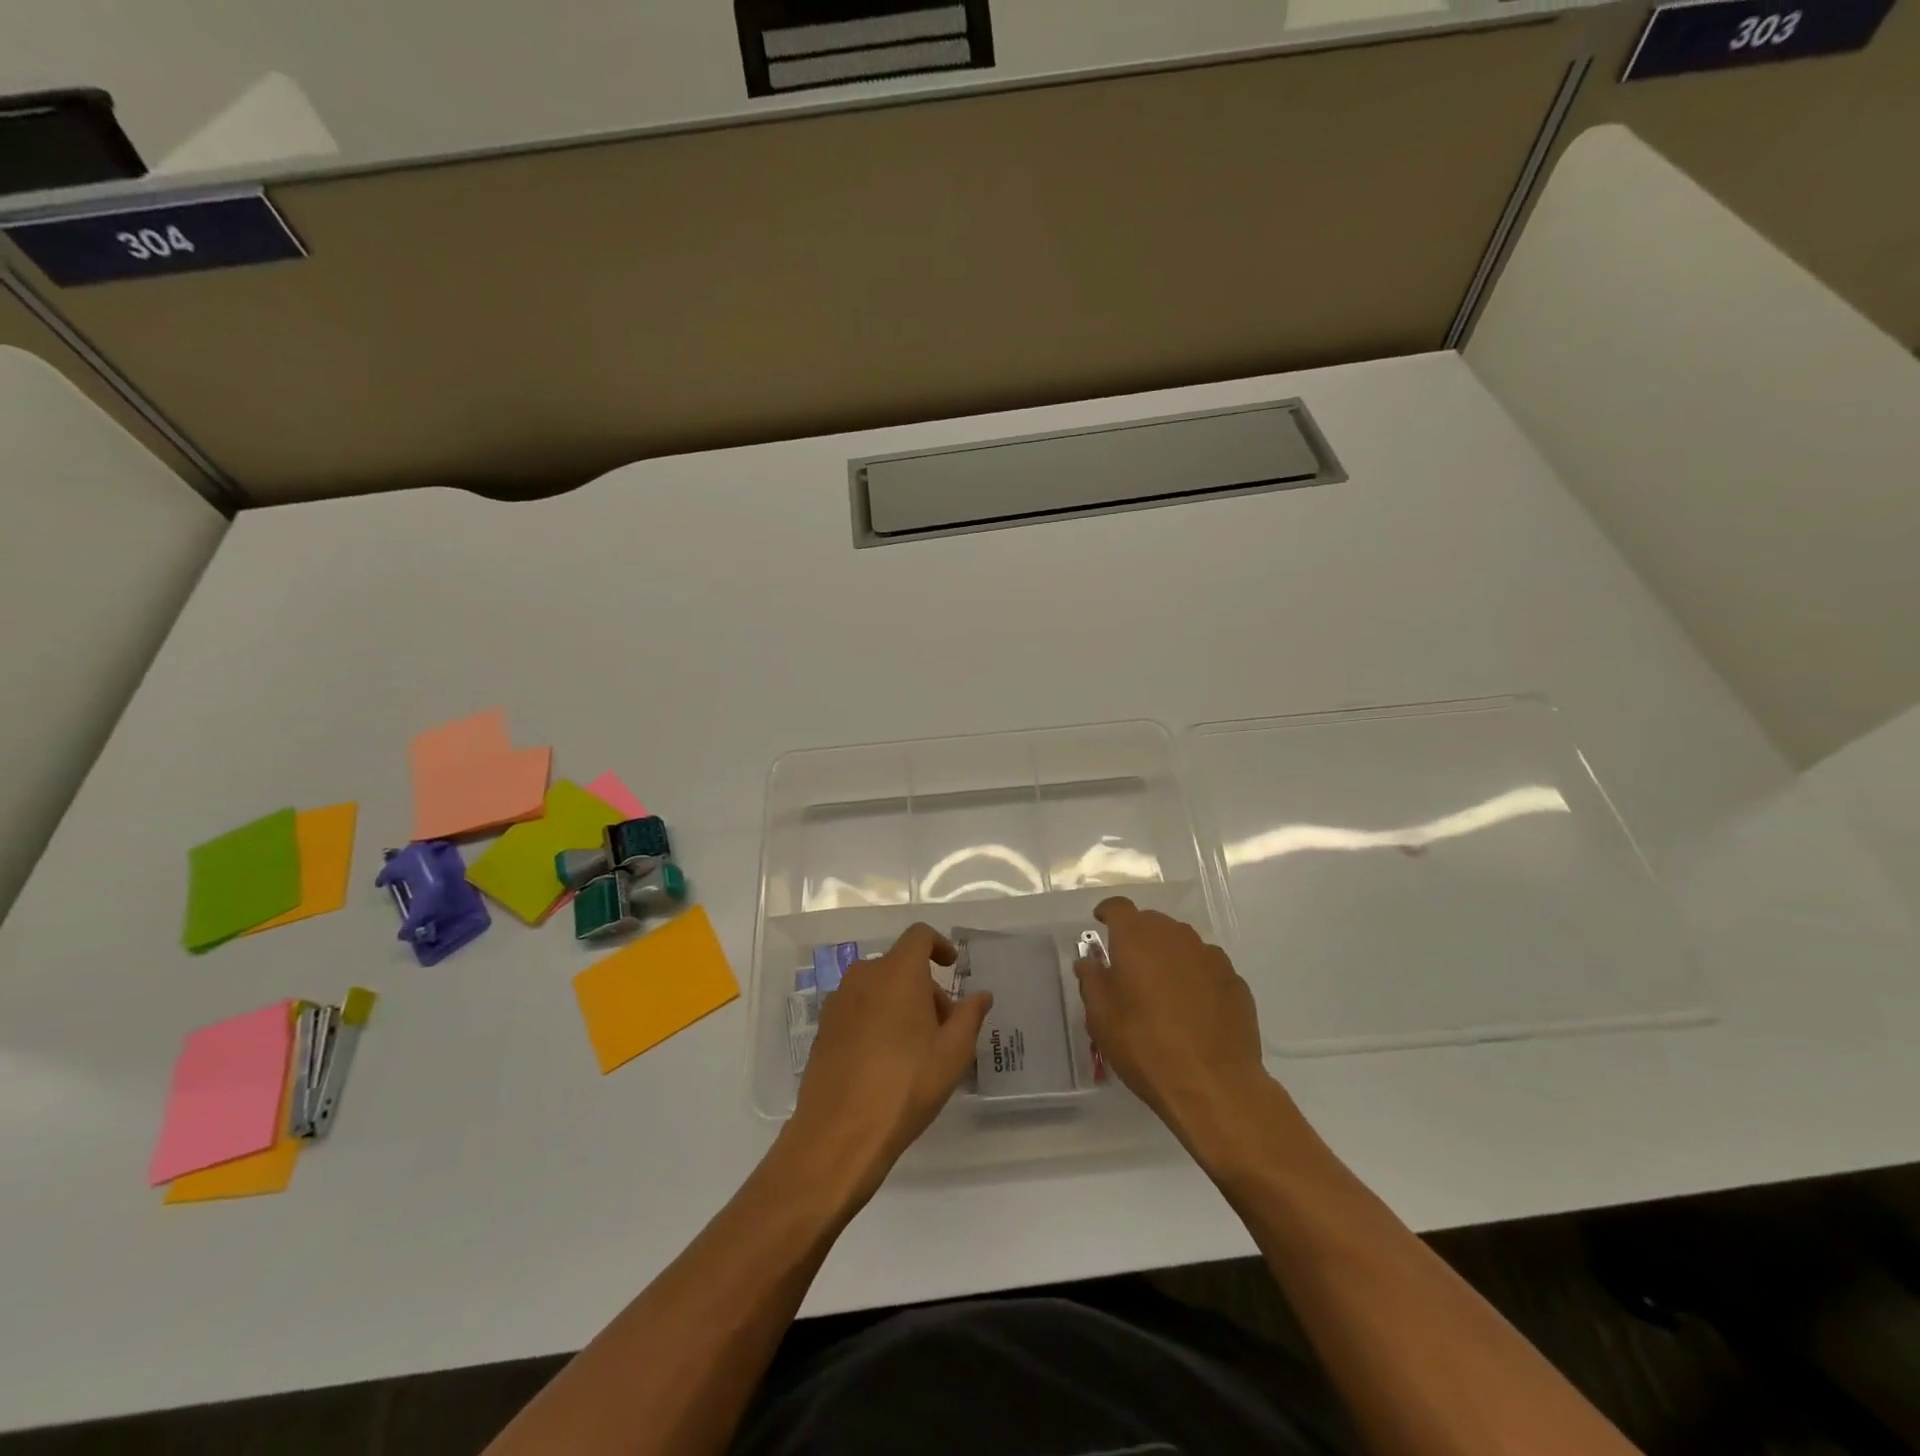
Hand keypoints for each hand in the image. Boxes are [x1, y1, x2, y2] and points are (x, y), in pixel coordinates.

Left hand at [785, 924, 992, 1202]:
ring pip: (878, 988)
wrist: (839, 1133)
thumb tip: (981, 995)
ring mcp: (838, 1002)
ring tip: (917, 1048)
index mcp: (897, 972)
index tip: (952, 967)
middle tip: (944, 1027)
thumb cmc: (905, 1085)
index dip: (939, 945)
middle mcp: (864, 976)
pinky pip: (858, 1008)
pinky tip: (886, 1061)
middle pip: (900, 966)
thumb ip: (970, 1016)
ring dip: (900, 1004)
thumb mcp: (952, 1053)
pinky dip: (877, 1019)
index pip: (919, 936)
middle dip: (925, 988)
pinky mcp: (824, 1028)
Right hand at [1075, 897, 1273, 1144]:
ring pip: (1182, 944)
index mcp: (1137, 937)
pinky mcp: (1235, 981)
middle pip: (1152, 922)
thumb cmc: (1145, 1046)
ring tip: (1161, 989)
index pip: (1119, 907)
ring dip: (1168, 956)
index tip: (1101, 925)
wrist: (1213, 1085)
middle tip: (1128, 966)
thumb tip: (1090, 961)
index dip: (1108, 913)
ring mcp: (1210, 956)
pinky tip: (1192, 1008)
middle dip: (1138, 937)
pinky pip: (1206, 967)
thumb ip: (1092, 980)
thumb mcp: (1101, 1017)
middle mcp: (1176, 936)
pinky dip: (1195, 977)